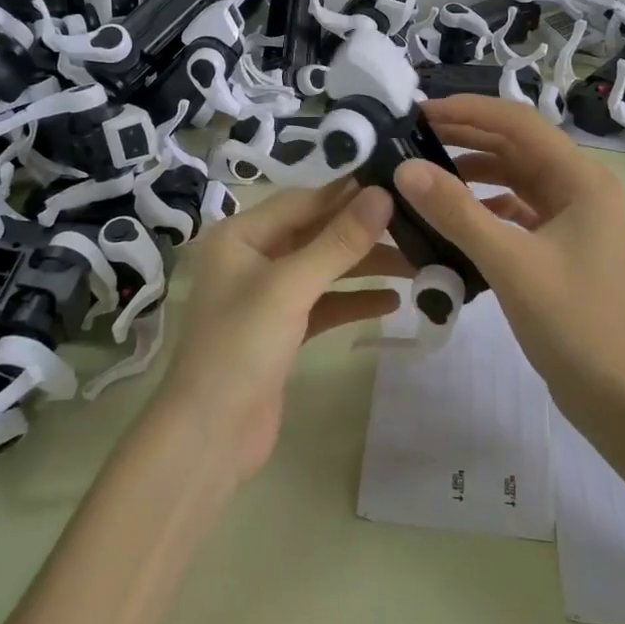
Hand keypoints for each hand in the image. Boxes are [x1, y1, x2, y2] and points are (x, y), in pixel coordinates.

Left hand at [152, 181, 406, 483]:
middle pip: (316, 233)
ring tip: (415, 264)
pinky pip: (324, 303)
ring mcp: (267, 296)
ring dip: (365, 266)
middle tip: (416, 226)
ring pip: (324, 268)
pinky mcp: (282, 330)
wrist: (209, 439)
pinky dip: (354, 300)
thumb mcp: (291, 287)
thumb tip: (382, 194)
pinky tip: (392, 302)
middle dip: (362, 232)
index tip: (397, 184)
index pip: (303, 201)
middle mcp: (252, 257)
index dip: (348, 194)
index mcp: (240, 235)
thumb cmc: (241, 347)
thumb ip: (338, 241)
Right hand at [393, 96, 624, 424]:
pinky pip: (516, 207)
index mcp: (581, 178)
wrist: (618, 398)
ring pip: (515, 176)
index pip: (518, 123)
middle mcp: (580, 186)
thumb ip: (456, 212)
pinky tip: (453, 213)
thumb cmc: (573, 323)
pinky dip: (484, 203)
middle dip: (466, 135)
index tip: (420, 111)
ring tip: (425, 168)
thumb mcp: (509, 263)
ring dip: (473, 169)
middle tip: (413, 134)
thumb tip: (405, 169)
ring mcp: (572, 216)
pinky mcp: (560, 243)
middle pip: (516, 145)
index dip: (468, 110)